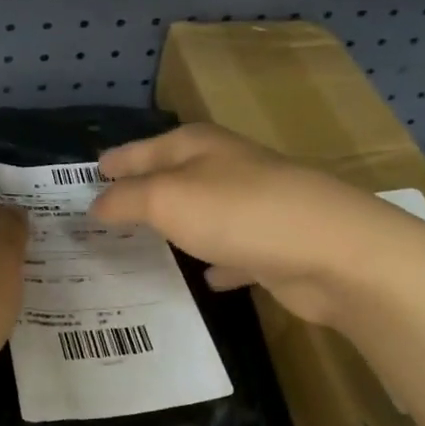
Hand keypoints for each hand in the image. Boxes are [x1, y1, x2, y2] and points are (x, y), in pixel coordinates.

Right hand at [92, 123, 424, 328]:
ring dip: (178, 227)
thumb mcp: (167, 199)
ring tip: (143, 246)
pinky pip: (234, 251)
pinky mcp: (274, 244)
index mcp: (197, 146)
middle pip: (173, 177)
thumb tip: (94, 205)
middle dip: (142, 194)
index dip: (116, 161)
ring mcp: (254, 205)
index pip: (143, 149)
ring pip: (203, 214)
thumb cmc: (239, 212)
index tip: (90, 173)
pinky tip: (206, 278)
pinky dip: (218, 261)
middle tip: (104, 215)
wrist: (334, 251)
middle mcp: (225, 168)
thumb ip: (126, 200)